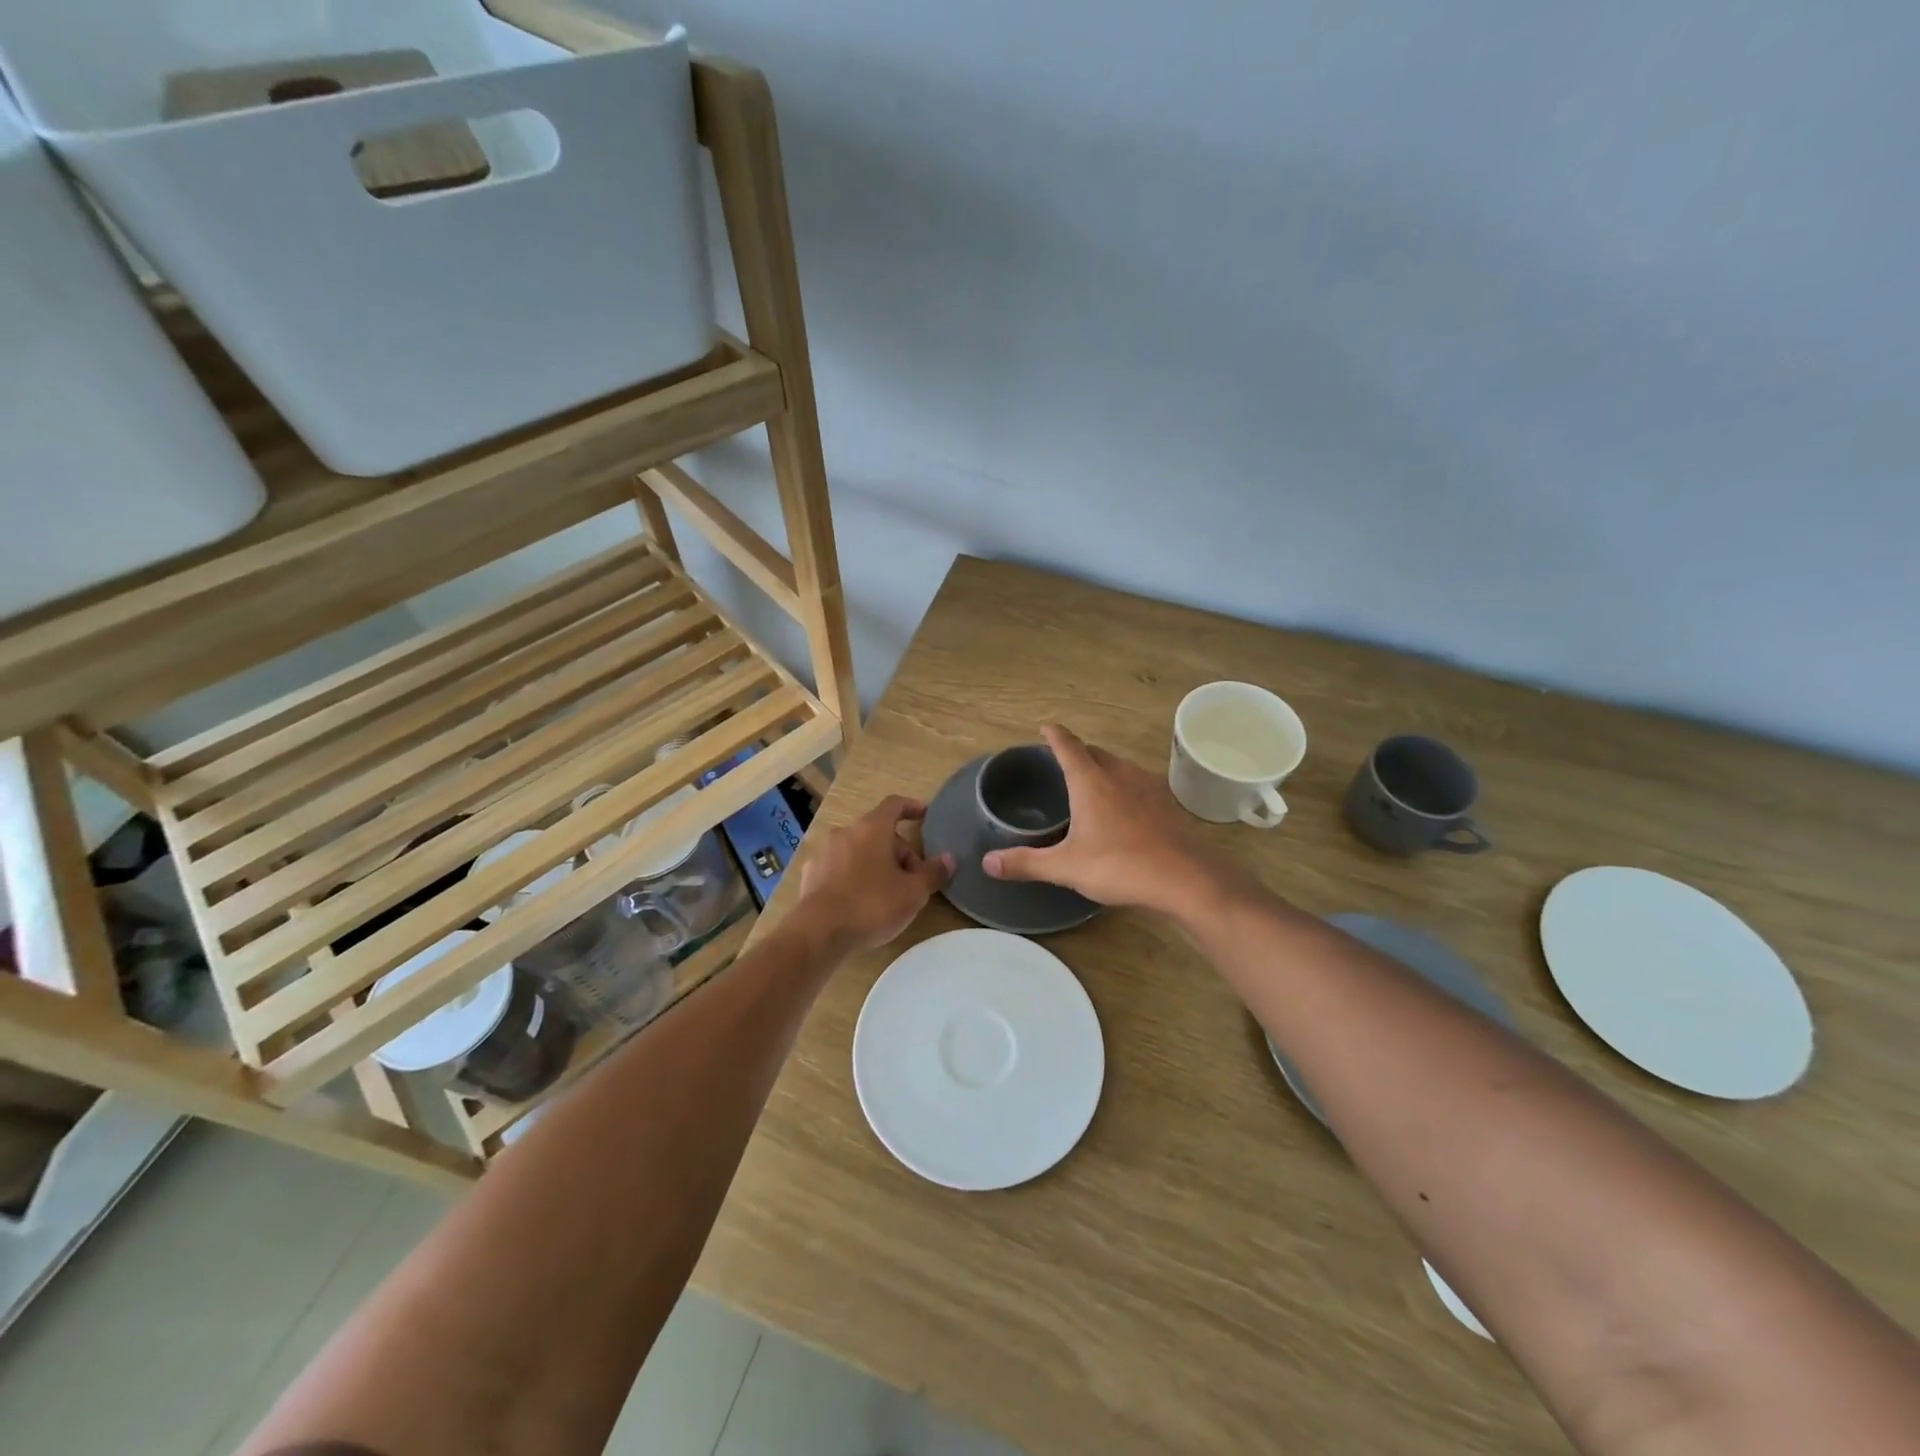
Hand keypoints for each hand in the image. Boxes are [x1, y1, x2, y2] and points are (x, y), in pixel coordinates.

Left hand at [792, 795, 954, 954]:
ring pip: (858, 850)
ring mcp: (824, 852)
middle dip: (898, 851)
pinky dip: (854, 876)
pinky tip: (860, 902)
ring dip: (876, 863)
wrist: (818, 933)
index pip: (894, 805)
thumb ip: (932, 873)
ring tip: (887, 893)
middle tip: (913, 879)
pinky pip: (840, 867)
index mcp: (871, 828)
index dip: (912, 807)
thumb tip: (948, 859)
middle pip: (878, 832)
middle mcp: (845, 832)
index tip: (924, 814)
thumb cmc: (871, 905)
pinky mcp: (811, 874)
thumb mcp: (912, 893)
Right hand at [982, 724, 1243, 915]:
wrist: (1186, 878)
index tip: (1046, 727)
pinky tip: (1124, 810)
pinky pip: (1139, 784)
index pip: (1068, 746)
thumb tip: (987, 862)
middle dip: (1079, 752)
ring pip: (1120, 766)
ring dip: (1104, 769)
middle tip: (1063, 764)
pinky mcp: (1167, 803)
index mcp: (1091, 781)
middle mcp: (1119, 774)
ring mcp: (1148, 786)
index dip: (1055, 735)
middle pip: (1095, 752)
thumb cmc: (1120, 866)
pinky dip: (1125, 787)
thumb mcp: (1066, 867)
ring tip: (1092, 785)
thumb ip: (1026, 863)